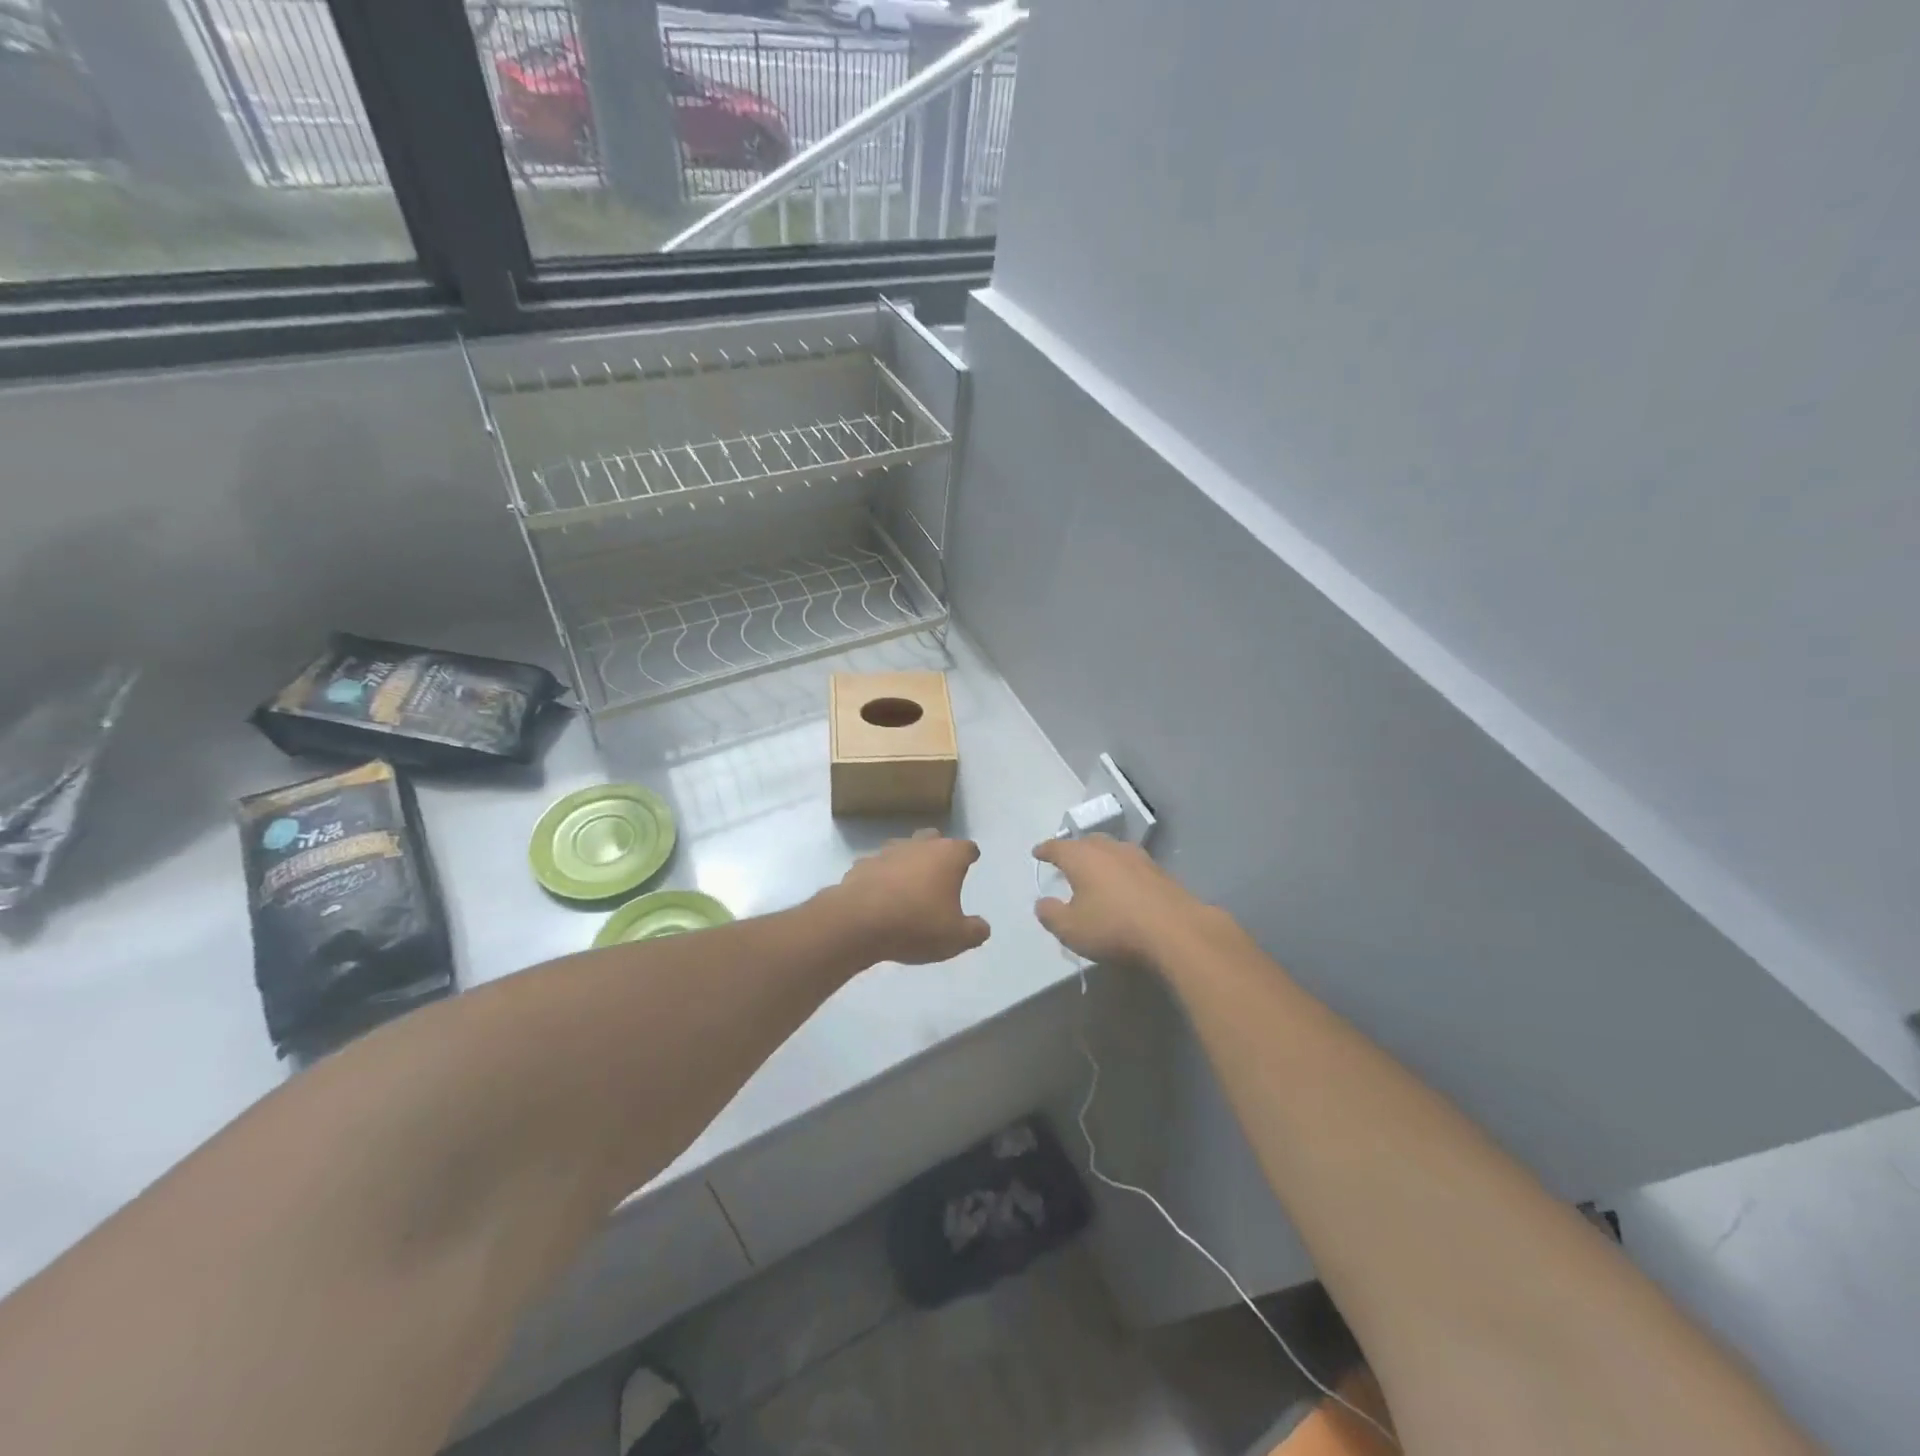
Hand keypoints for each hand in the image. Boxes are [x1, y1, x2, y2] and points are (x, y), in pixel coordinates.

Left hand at [826, 830, 990, 965]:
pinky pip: (876, 867)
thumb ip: (974, 931)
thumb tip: (982, 927)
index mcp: (947, 856)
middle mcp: (918, 846)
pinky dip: (881, 877)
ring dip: (907, 861)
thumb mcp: (956, 938)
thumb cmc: (916, 924)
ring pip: (902, 849)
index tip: (971, 861)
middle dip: (938, 850)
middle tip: (940, 870)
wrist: (858, 922)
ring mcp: (886, 853)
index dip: (970, 855)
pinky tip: (880, 895)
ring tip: (909, 884)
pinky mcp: (860, 866)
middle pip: (933, 838)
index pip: (967, 848)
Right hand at [1033, 834, 1211, 965]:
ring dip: (1100, 858)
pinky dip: (1120, 871)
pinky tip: (1122, 885)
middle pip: (1086, 842)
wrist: (1175, 931)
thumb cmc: (1114, 927)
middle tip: (1066, 861)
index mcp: (1082, 857)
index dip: (1045, 850)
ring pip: (1111, 851)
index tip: (1037, 852)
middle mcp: (1109, 849)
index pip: (1057, 847)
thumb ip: (1050, 914)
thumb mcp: (1071, 929)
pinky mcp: (1159, 872)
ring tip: (1095, 871)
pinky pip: (1130, 865)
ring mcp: (1137, 858)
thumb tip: (1042, 902)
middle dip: (1074, 850)